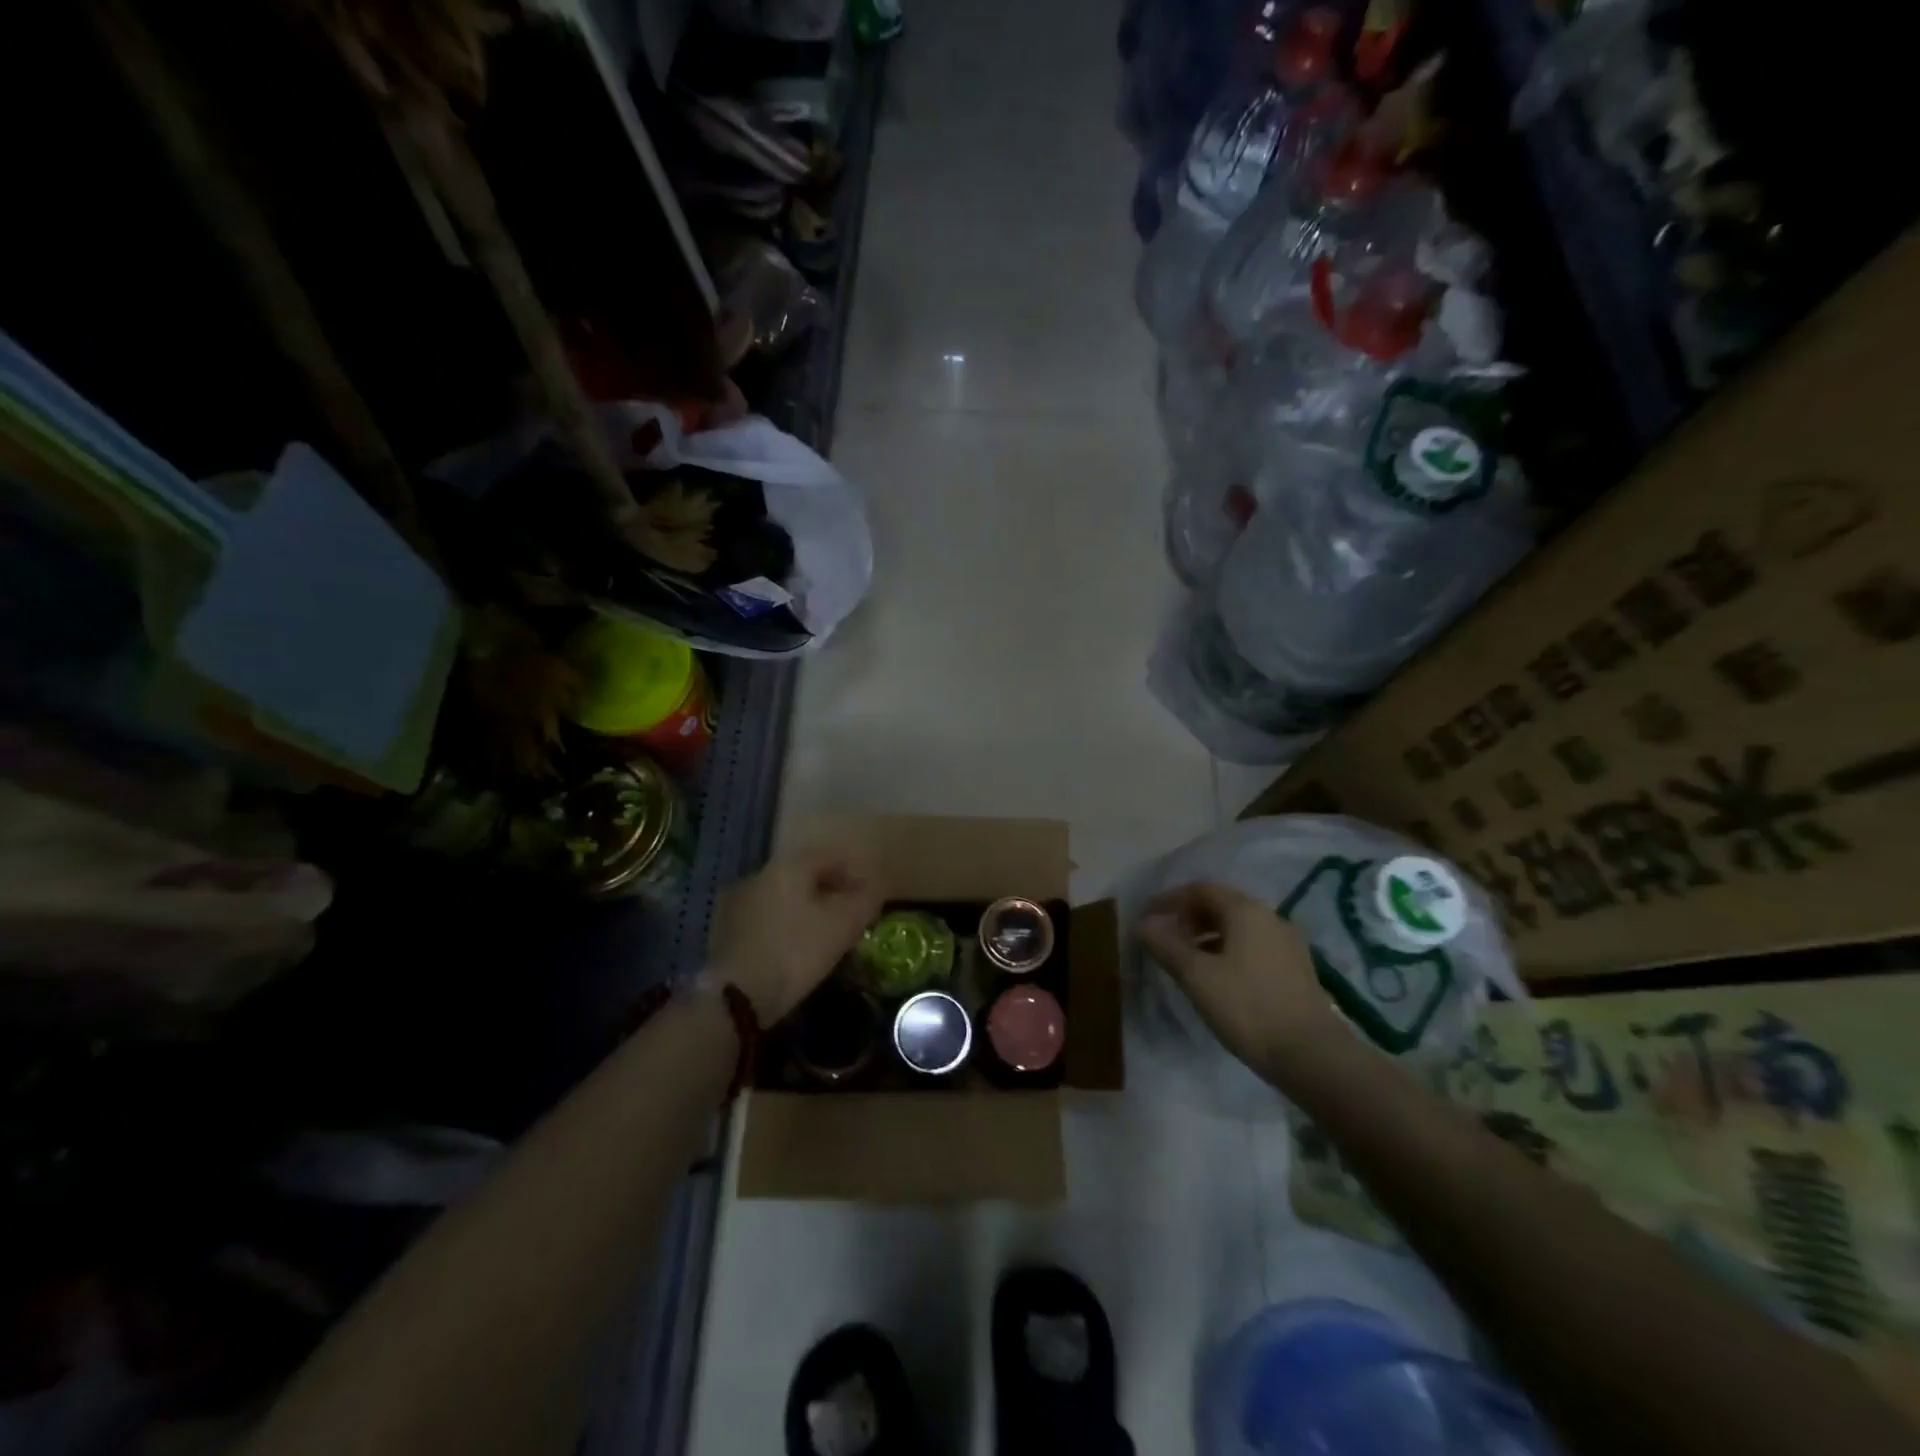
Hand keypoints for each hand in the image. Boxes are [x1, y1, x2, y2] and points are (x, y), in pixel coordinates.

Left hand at [710, 846, 882, 1021]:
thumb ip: (865, 899)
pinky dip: (788, 924)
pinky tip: (797, 947)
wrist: (736, 996)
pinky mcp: (727, 929)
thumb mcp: (843, 925)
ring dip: (808, 908)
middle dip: (832, 890)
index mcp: (789, 867)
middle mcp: (761, 874)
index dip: (855, 870)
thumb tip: (873, 888)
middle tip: (852, 914)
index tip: (871, 893)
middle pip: (805, 874)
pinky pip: (769, 916)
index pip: (830, 855)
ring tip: (827, 934)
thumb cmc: (796, 952)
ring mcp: (739, 901)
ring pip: (786, 896)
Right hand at [1136, 881, 1338, 1077]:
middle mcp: (1269, 917)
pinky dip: (1228, 949)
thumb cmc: (1247, 1008)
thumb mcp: (1197, 976)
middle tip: (1165, 938)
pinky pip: (1253, 945)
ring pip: (1238, 926)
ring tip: (1187, 959)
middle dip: (1189, 916)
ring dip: (1208, 934)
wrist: (1312, 1055)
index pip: (1201, 889)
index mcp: (1245, 911)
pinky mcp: (1296, 967)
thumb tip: (1144, 924)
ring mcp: (1287, 942)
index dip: (1170, 899)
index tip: (1148, 916)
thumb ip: (1166, 946)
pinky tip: (1218, 976)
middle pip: (1222, 904)